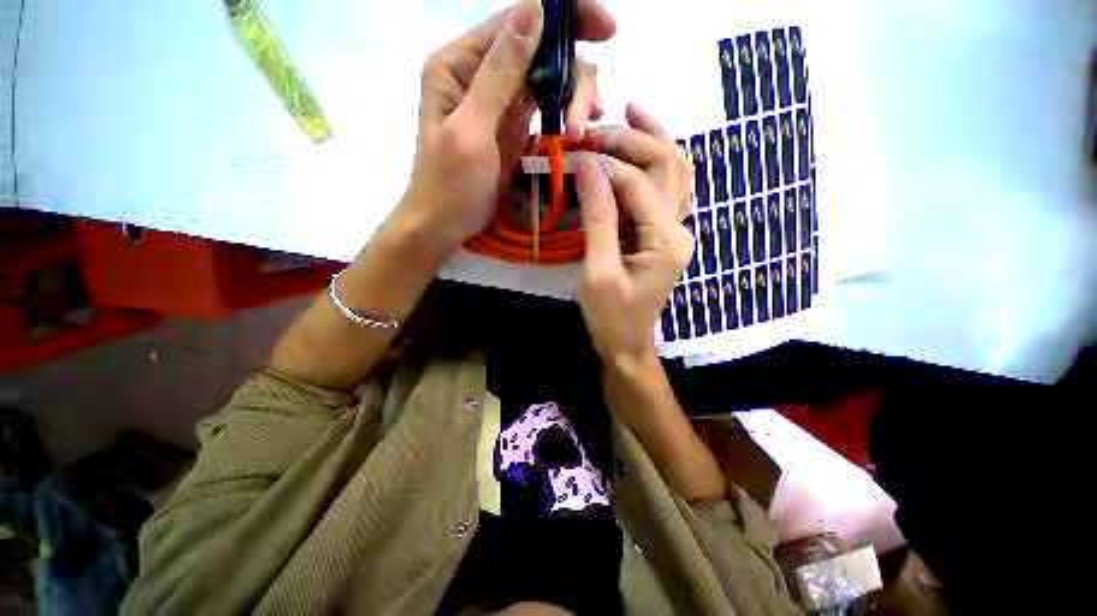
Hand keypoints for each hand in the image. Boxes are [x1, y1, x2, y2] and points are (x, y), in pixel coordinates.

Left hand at [395, 0, 614, 256]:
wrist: (444, 225)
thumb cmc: (450, 186)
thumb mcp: (471, 131)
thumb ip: (499, 74)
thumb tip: (534, 9)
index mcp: (459, 64)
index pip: (517, 21)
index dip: (564, 16)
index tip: (607, 29)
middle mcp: (479, 73)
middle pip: (539, 50)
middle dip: (572, 77)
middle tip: (586, 119)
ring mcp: (499, 101)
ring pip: (547, 78)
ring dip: (573, 99)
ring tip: (579, 133)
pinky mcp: (512, 126)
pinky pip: (546, 105)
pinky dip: (566, 113)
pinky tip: (577, 129)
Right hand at [576, 104, 694, 366]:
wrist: (626, 343)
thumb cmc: (611, 316)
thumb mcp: (598, 272)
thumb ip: (598, 220)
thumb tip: (590, 167)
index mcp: (666, 240)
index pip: (639, 184)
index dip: (608, 165)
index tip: (576, 154)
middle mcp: (679, 228)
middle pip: (669, 165)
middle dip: (636, 139)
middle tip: (603, 124)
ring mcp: (675, 231)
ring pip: (675, 172)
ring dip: (655, 139)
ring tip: (631, 111)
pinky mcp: (663, 236)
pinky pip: (664, 190)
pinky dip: (653, 164)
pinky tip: (638, 150)